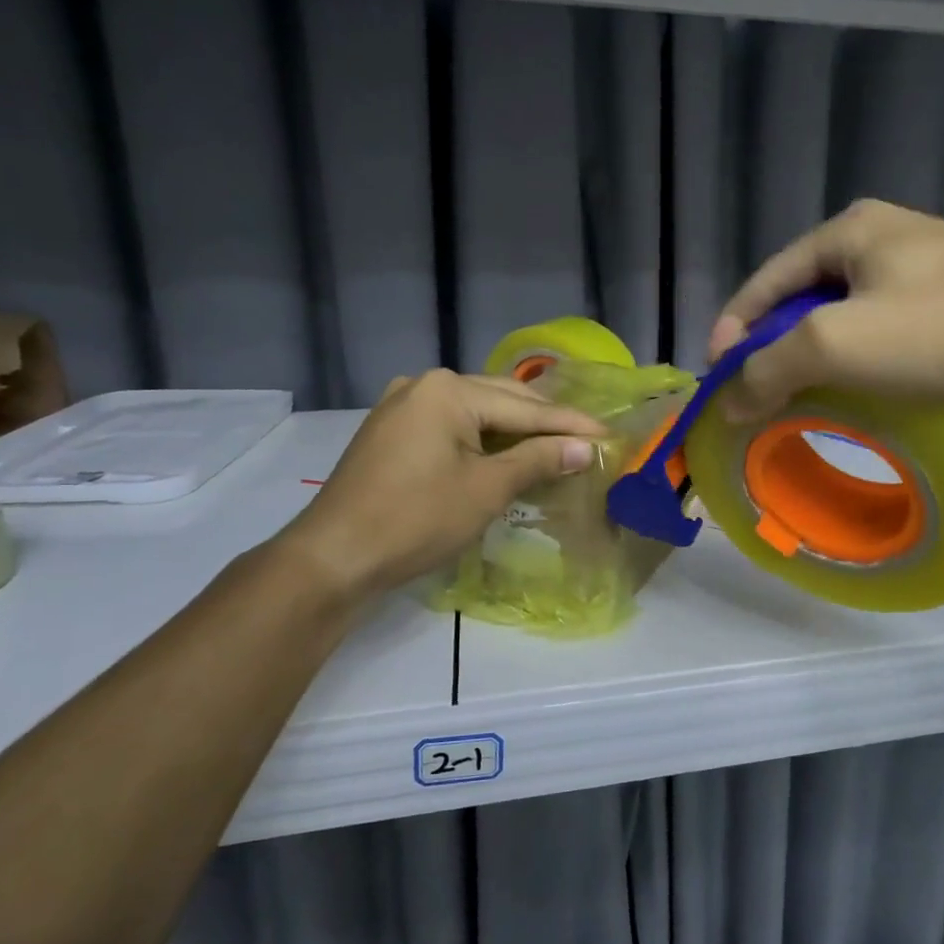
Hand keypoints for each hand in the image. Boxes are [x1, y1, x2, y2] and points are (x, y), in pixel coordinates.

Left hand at [280, 370, 603, 591]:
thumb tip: (585, 448)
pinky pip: (452, 428)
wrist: (334, 558)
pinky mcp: (392, 433)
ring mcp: (402, 407)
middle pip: (500, 401)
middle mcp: (423, 386)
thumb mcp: (487, 489)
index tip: (608, 434)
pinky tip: (507, 455)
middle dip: (544, 424)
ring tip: (556, 447)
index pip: (524, 407)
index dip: (569, 424)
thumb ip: (539, 460)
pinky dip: (483, 441)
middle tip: (587, 441)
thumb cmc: (416, 519)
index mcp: (447, 390)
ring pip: (476, 414)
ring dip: (514, 432)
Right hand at [708, 200, 943, 420]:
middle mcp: (882, 237)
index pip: (764, 281)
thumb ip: (770, 369)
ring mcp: (924, 264)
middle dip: (775, 347)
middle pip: (803, 298)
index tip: (718, 380)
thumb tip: (728, 402)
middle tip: (758, 394)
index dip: (733, 330)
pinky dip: (860, 359)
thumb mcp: (837, 345)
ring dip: (817, 357)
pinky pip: (885, 328)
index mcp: (847, 231)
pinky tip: (862, 390)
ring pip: (845, 315)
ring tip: (802, 399)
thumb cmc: (942, 328)